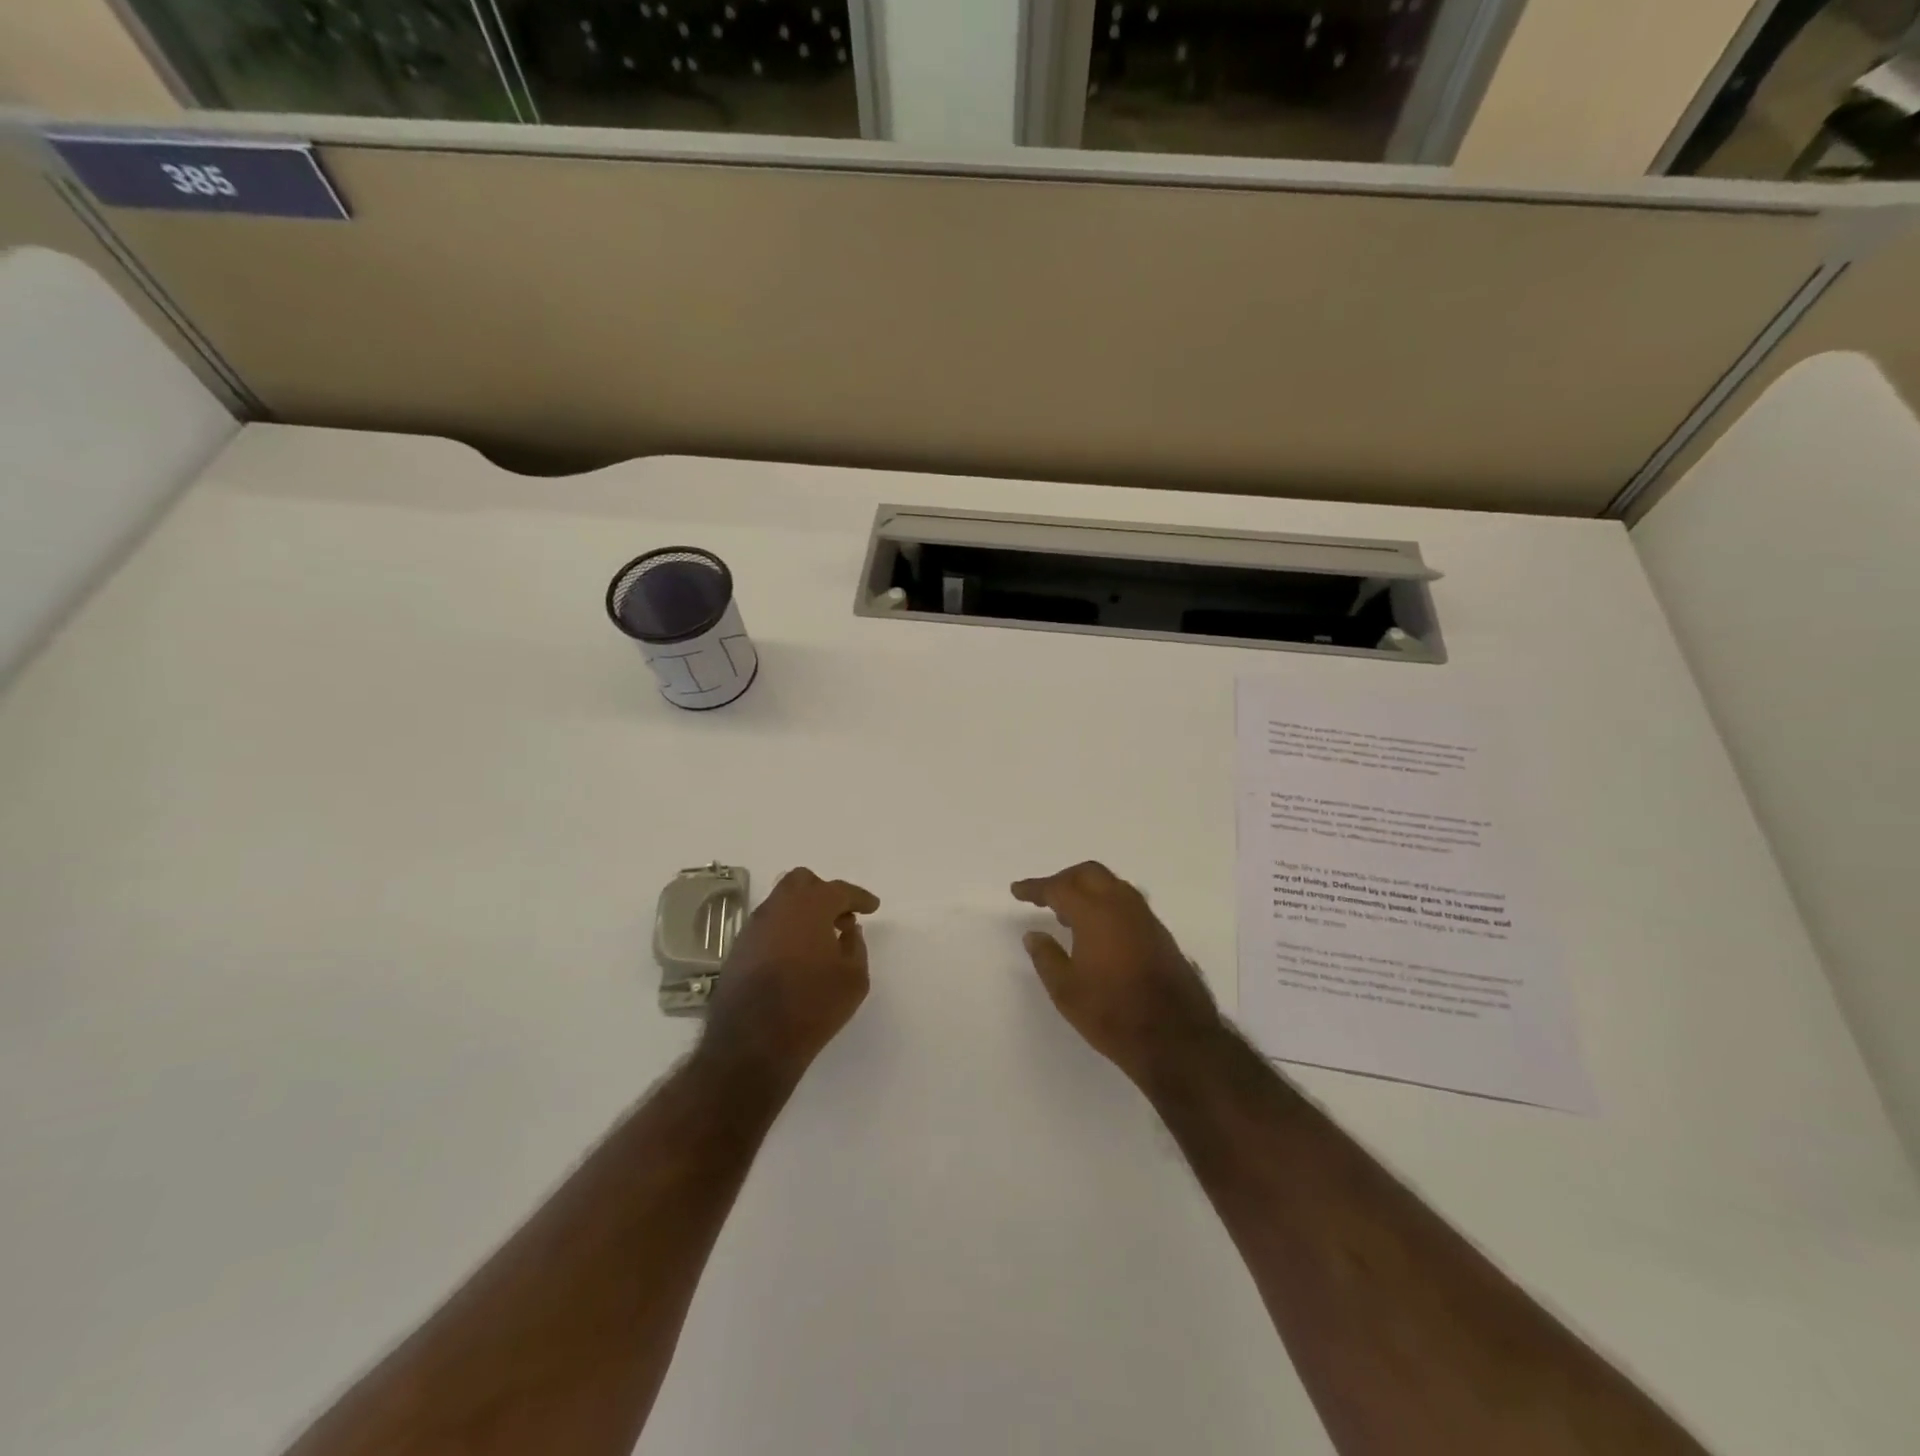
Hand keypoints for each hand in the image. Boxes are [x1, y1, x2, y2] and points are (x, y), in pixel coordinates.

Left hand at [699, 868, 879, 1084]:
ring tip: (820, 939)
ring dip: (803, 911)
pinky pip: (768, 925)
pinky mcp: (739, 948)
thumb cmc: (813, 1006)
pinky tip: (796, 955)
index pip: (840, 890)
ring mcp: (754, 927)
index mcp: (811, 906)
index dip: (859, 897)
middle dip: (825, 893)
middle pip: (803, 882)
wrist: (753, 1042)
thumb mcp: (854, 979)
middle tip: (841, 917)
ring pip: (781, 902)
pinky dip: (785, 930)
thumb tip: (848, 931)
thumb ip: (856, 946)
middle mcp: (779, 907)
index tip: (872, 907)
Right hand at [1013, 861, 1220, 1088]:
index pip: (1058, 888)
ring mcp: (1145, 918)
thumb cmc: (1112, 1013)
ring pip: (1112, 885)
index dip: (1035, 888)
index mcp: (1095, 913)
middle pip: (1089, 874)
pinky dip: (1107, 904)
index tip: (1017, 890)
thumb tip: (1034, 935)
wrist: (1176, 1038)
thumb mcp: (1066, 990)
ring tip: (1069, 915)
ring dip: (1088, 890)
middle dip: (1064, 880)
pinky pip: (1127, 903)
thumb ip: (1046, 957)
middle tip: (1045, 897)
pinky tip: (1099, 931)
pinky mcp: (1160, 934)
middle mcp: (1122, 905)